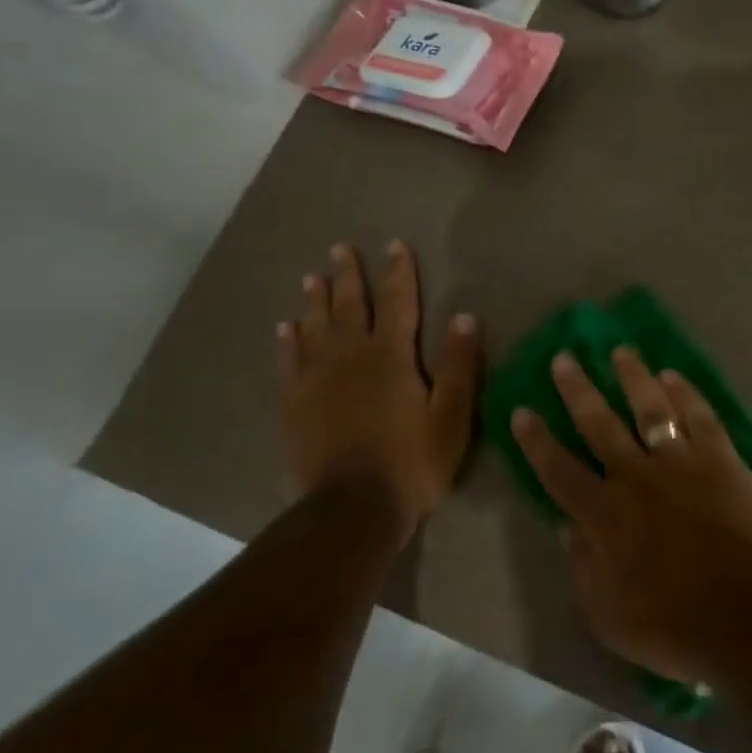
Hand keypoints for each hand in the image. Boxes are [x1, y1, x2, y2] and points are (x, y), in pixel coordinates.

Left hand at [279, 240, 479, 542]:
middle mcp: (351, 358)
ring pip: (315, 328)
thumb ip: (460, 365)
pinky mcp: (296, 405)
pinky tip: (286, 329)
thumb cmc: (413, 462)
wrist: (353, 508)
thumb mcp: (453, 416)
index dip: (398, 272)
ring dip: (315, 300)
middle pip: (349, 307)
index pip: (397, 302)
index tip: (394, 244)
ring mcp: (317, 380)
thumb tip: (465, 316)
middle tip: (340, 248)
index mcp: (391, 357)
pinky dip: (288, 342)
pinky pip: (290, 362)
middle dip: (348, 276)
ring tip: (312, 277)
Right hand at [511, 347, 751, 684]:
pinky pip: (699, 415)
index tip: (521, 411)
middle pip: (599, 424)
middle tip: (563, 358)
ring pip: (650, 407)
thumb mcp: (608, 617)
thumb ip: (583, 567)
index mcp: (604, 515)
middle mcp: (636, 477)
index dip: (536, 440)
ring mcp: (682, 462)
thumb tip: (566, 527)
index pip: (559, 470)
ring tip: (619, 350)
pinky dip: (684, 392)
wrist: (750, 615)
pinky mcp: (721, 458)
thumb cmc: (675, 627)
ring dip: (632, 376)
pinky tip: (672, 375)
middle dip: (577, 389)